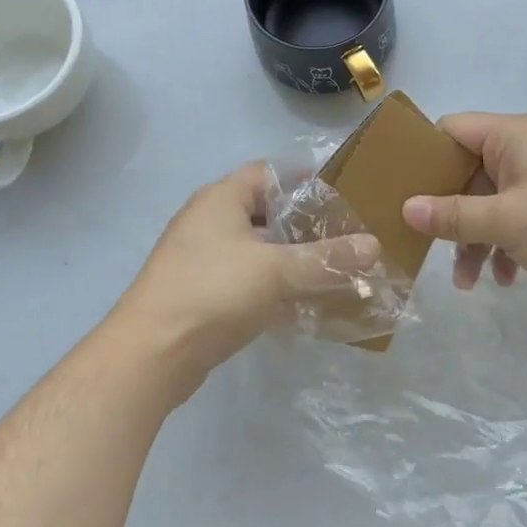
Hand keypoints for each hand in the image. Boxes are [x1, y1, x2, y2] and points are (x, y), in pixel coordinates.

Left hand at [112, 163, 379, 395]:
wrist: (151, 354)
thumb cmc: (214, 292)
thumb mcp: (279, 270)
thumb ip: (327, 258)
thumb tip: (374, 246)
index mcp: (222, 198)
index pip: (268, 172)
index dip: (303, 178)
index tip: (340, 194)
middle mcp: (207, 220)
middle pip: (264, 211)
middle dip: (302, 223)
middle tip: (342, 235)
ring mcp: (200, 258)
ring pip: (254, 248)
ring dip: (287, 258)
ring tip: (328, 269)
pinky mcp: (199, 292)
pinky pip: (244, 278)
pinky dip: (270, 285)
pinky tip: (299, 303)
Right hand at [401, 113, 526, 294]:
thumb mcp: (505, 221)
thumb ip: (452, 215)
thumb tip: (406, 208)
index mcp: (508, 136)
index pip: (449, 131)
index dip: (423, 157)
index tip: (399, 190)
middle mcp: (522, 149)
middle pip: (466, 172)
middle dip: (449, 213)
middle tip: (427, 245)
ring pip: (490, 201)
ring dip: (476, 238)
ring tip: (468, 282)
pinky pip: (515, 216)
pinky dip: (505, 244)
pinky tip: (506, 279)